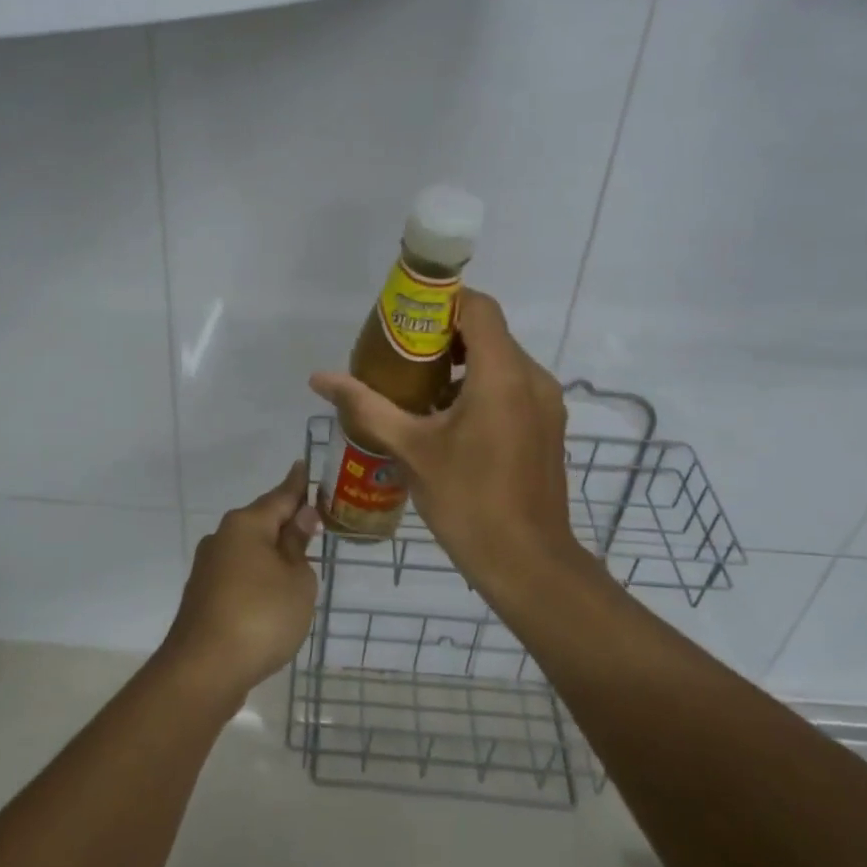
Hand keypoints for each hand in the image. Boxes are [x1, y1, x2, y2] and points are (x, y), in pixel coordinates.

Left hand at [160, 461, 320, 705]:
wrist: (203, 670)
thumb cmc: (261, 616)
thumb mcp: (296, 580)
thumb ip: (298, 546)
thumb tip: (300, 517)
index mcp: (246, 524)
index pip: (281, 495)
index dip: (297, 484)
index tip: (304, 465)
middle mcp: (222, 537)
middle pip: (262, 521)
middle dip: (286, 521)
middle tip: (314, 520)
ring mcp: (208, 567)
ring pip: (249, 549)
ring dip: (272, 552)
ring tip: (299, 560)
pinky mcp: (203, 595)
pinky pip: (239, 573)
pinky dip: (258, 576)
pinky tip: (272, 592)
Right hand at [309, 289, 579, 593]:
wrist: (527, 563)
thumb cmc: (467, 501)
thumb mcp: (410, 449)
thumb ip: (366, 406)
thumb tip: (319, 378)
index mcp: (502, 374)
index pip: (478, 307)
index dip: (442, 303)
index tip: (405, 322)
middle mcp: (533, 378)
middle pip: (488, 332)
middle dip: (443, 337)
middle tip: (400, 357)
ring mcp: (546, 403)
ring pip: (501, 360)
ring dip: (462, 364)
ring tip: (418, 390)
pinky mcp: (548, 425)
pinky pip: (513, 386)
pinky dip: (481, 387)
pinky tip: (448, 419)